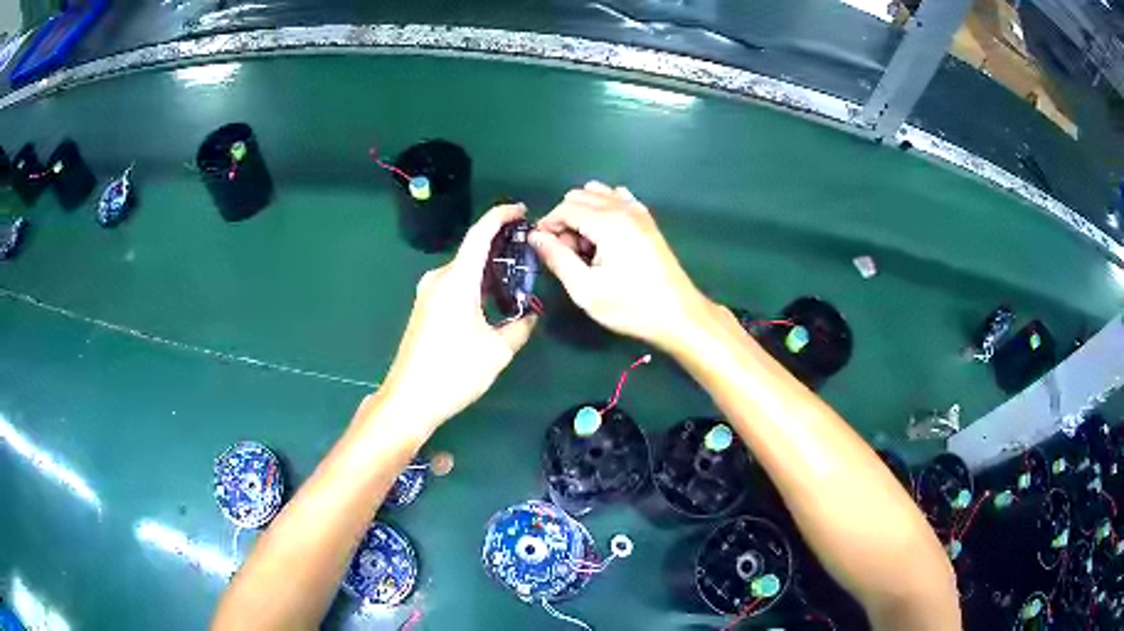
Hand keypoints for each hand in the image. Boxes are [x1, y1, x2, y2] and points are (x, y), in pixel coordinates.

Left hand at [376, 204, 536, 432]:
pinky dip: (476, 285)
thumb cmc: (453, 372)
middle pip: (473, 251)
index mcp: (456, 280)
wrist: (408, 400)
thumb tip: (530, 316)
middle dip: (501, 247)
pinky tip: (493, 301)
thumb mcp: (497, 351)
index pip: (480, 234)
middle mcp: (439, 279)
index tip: (523, 210)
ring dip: (489, 270)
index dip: (501, 216)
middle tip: (530, 253)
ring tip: (518, 279)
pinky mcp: (424, 309)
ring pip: (464, 270)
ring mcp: (428, 294)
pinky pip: (455, 285)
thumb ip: (519, 327)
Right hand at [530, 182, 712, 350]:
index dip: (547, 225)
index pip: (565, 208)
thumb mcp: (586, 289)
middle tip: (566, 254)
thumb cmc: (630, 306)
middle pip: (580, 196)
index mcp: (608, 223)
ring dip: (583, 214)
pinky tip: (604, 236)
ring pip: (598, 194)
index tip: (543, 250)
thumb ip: (557, 258)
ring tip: (585, 247)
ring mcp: (638, 212)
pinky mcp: (647, 220)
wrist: (678, 315)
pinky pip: (617, 199)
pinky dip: (603, 210)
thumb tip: (535, 236)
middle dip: (564, 220)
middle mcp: (623, 208)